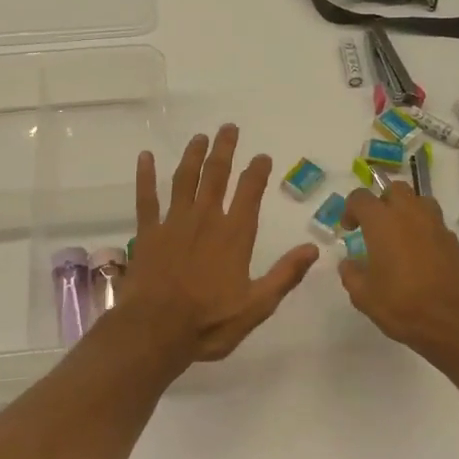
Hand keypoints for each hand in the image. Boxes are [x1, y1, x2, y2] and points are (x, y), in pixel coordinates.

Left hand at [116, 124, 320, 363]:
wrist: (155, 331)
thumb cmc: (209, 323)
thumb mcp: (257, 306)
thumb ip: (284, 275)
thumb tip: (313, 248)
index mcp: (234, 236)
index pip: (250, 193)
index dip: (257, 172)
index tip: (261, 156)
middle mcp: (206, 219)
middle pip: (216, 175)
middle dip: (224, 150)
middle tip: (229, 128)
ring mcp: (174, 223)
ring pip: (185, 179)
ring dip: (193, 155)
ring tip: (199, 137)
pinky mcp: (148, 232)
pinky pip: (146, 198)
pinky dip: (145, 176)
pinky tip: (144, 157)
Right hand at [339, 184, 458, 358]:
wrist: (454, 323)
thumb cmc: (402, 305)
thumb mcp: (363, 295)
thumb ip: (351, 273)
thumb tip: (349, 263)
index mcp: (382, 222)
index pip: (361, 197)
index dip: (350, 209)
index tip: (349, 229)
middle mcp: (410, 214)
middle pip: (395, 189)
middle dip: (382, 201)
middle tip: (376, 226)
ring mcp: (436, 225)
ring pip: (420, 201)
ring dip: (407, 211)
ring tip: (400, 236)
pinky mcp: (454, 241)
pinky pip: (435, 224)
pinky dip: (424, 231)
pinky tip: (420, 256)